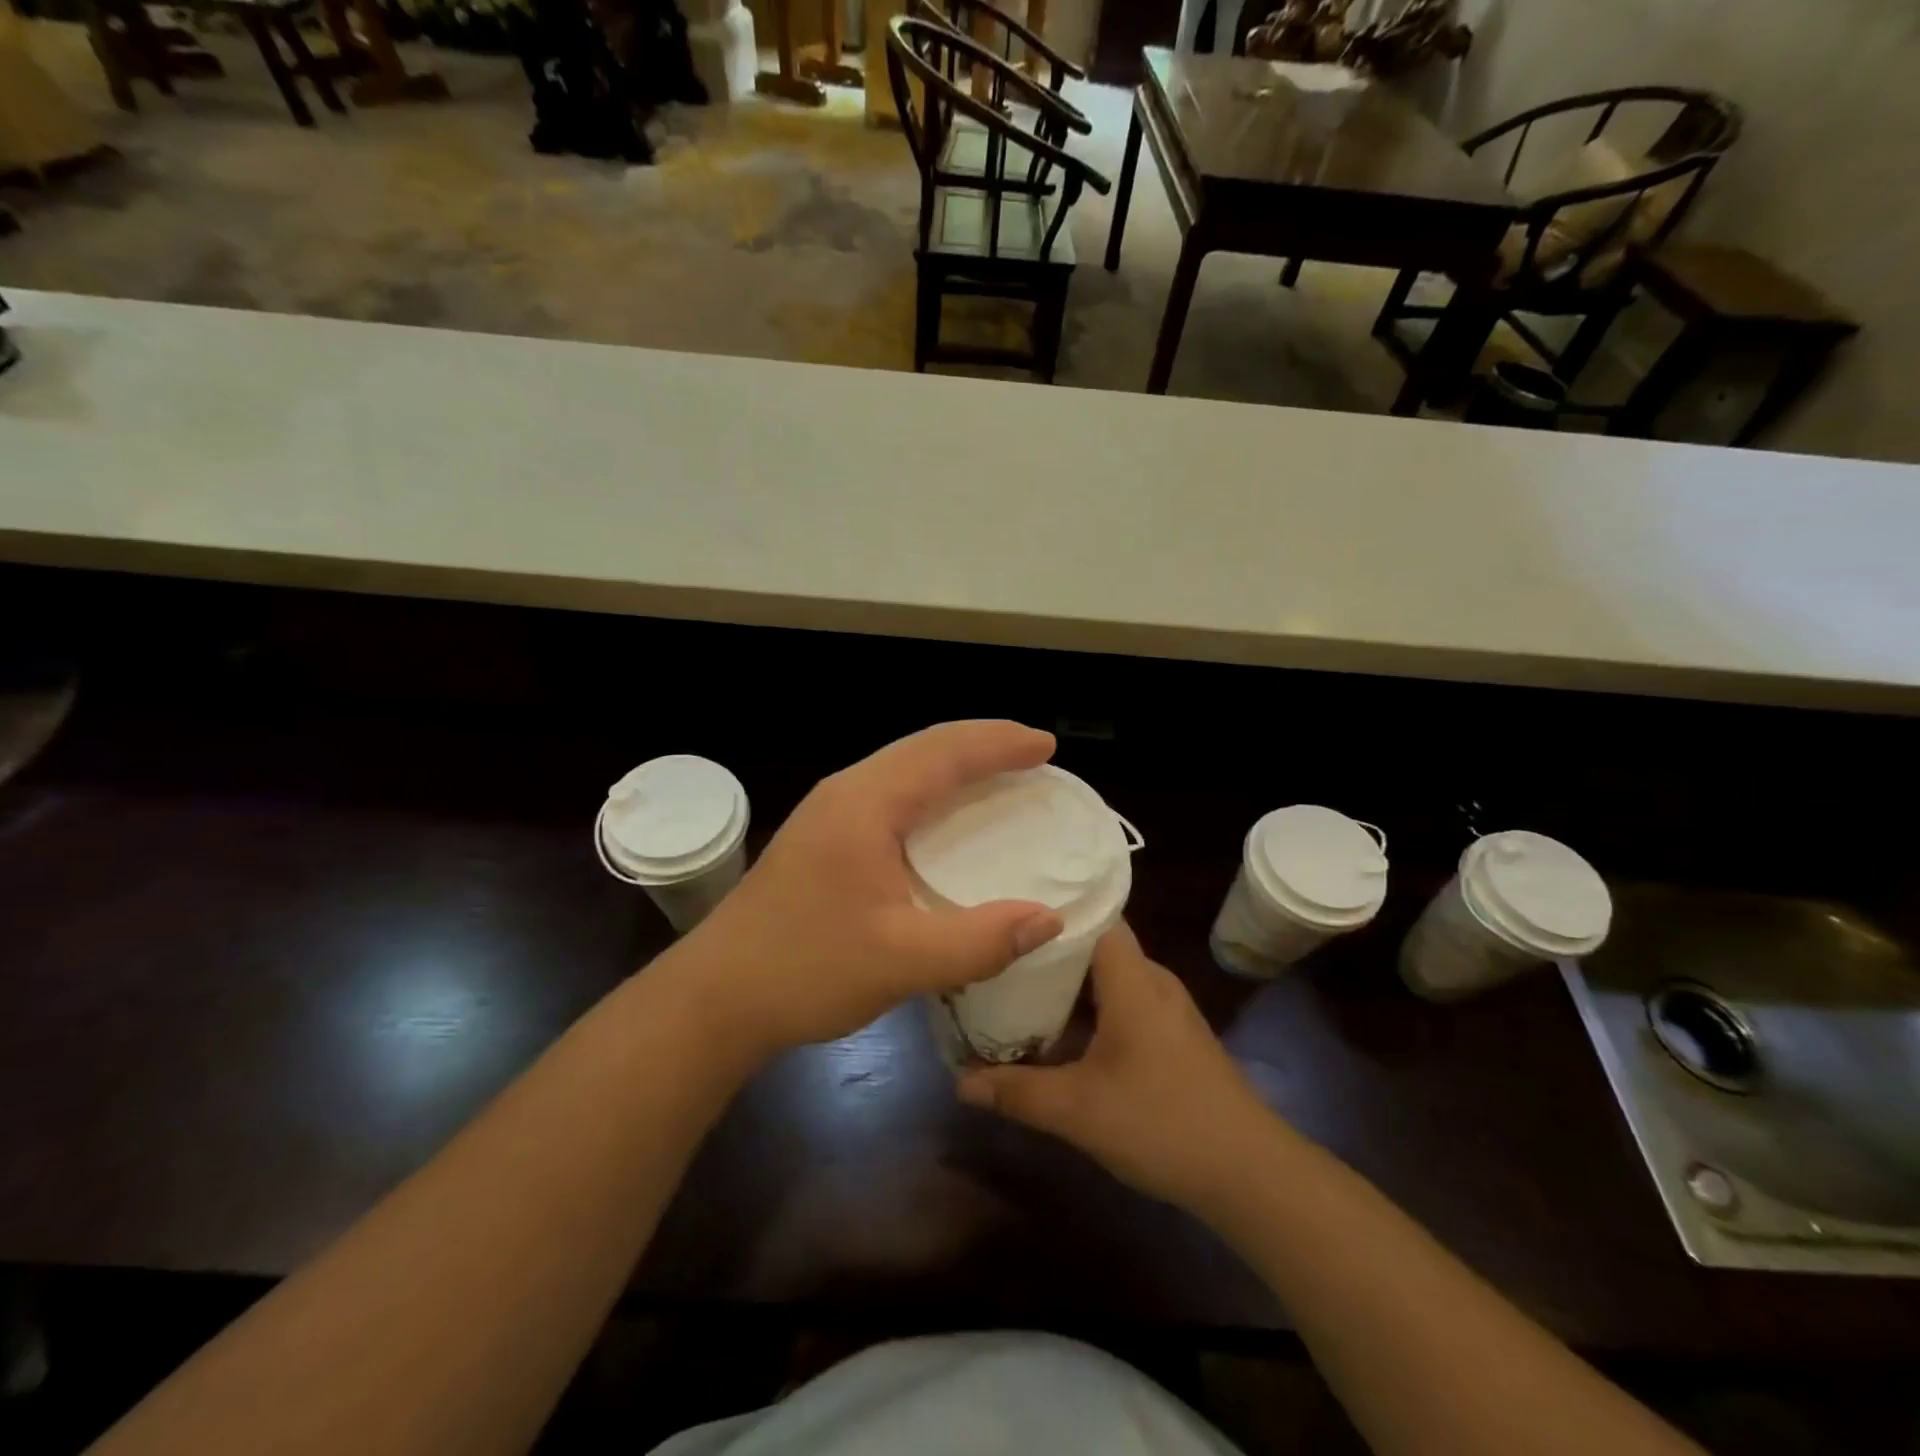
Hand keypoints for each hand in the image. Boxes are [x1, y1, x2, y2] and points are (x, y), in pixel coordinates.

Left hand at [678, 721, 1065, 1058]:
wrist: (715, 997)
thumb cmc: (805, 969)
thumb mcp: (901, 962)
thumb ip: (979, 941)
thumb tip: (1049, 920)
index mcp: (865, 804)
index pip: (943, 753)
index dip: (999, 744)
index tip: (1046, 747)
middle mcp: (846, 792)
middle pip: (924, 747)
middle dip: (982, 743)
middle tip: (1032, 755)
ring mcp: (829, 812)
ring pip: (904, 766)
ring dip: (955, 763)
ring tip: (1000, 774)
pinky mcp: (823, 837)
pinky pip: (890, 791)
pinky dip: (931, 790)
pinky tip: (945, 817)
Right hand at [956, 922, 1279, 1212]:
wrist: (1249, 1173)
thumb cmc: (1161, 1122)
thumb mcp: (1077, 1110)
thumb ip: (1016, 1091)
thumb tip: (960, 1082)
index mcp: (1132, 978)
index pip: (1093, 914)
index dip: (1053, 907)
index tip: (1008, 908)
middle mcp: (1151, 980)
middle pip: (1094, 945)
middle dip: (1047, 950)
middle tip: (997, 952)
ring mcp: (1166, 1009)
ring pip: (1108, 978)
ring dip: (1068, 985)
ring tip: (1016, 987)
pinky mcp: (1173, 1036)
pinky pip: (1122, 1002)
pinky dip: (1089, 1009)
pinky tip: (1060, 1032)